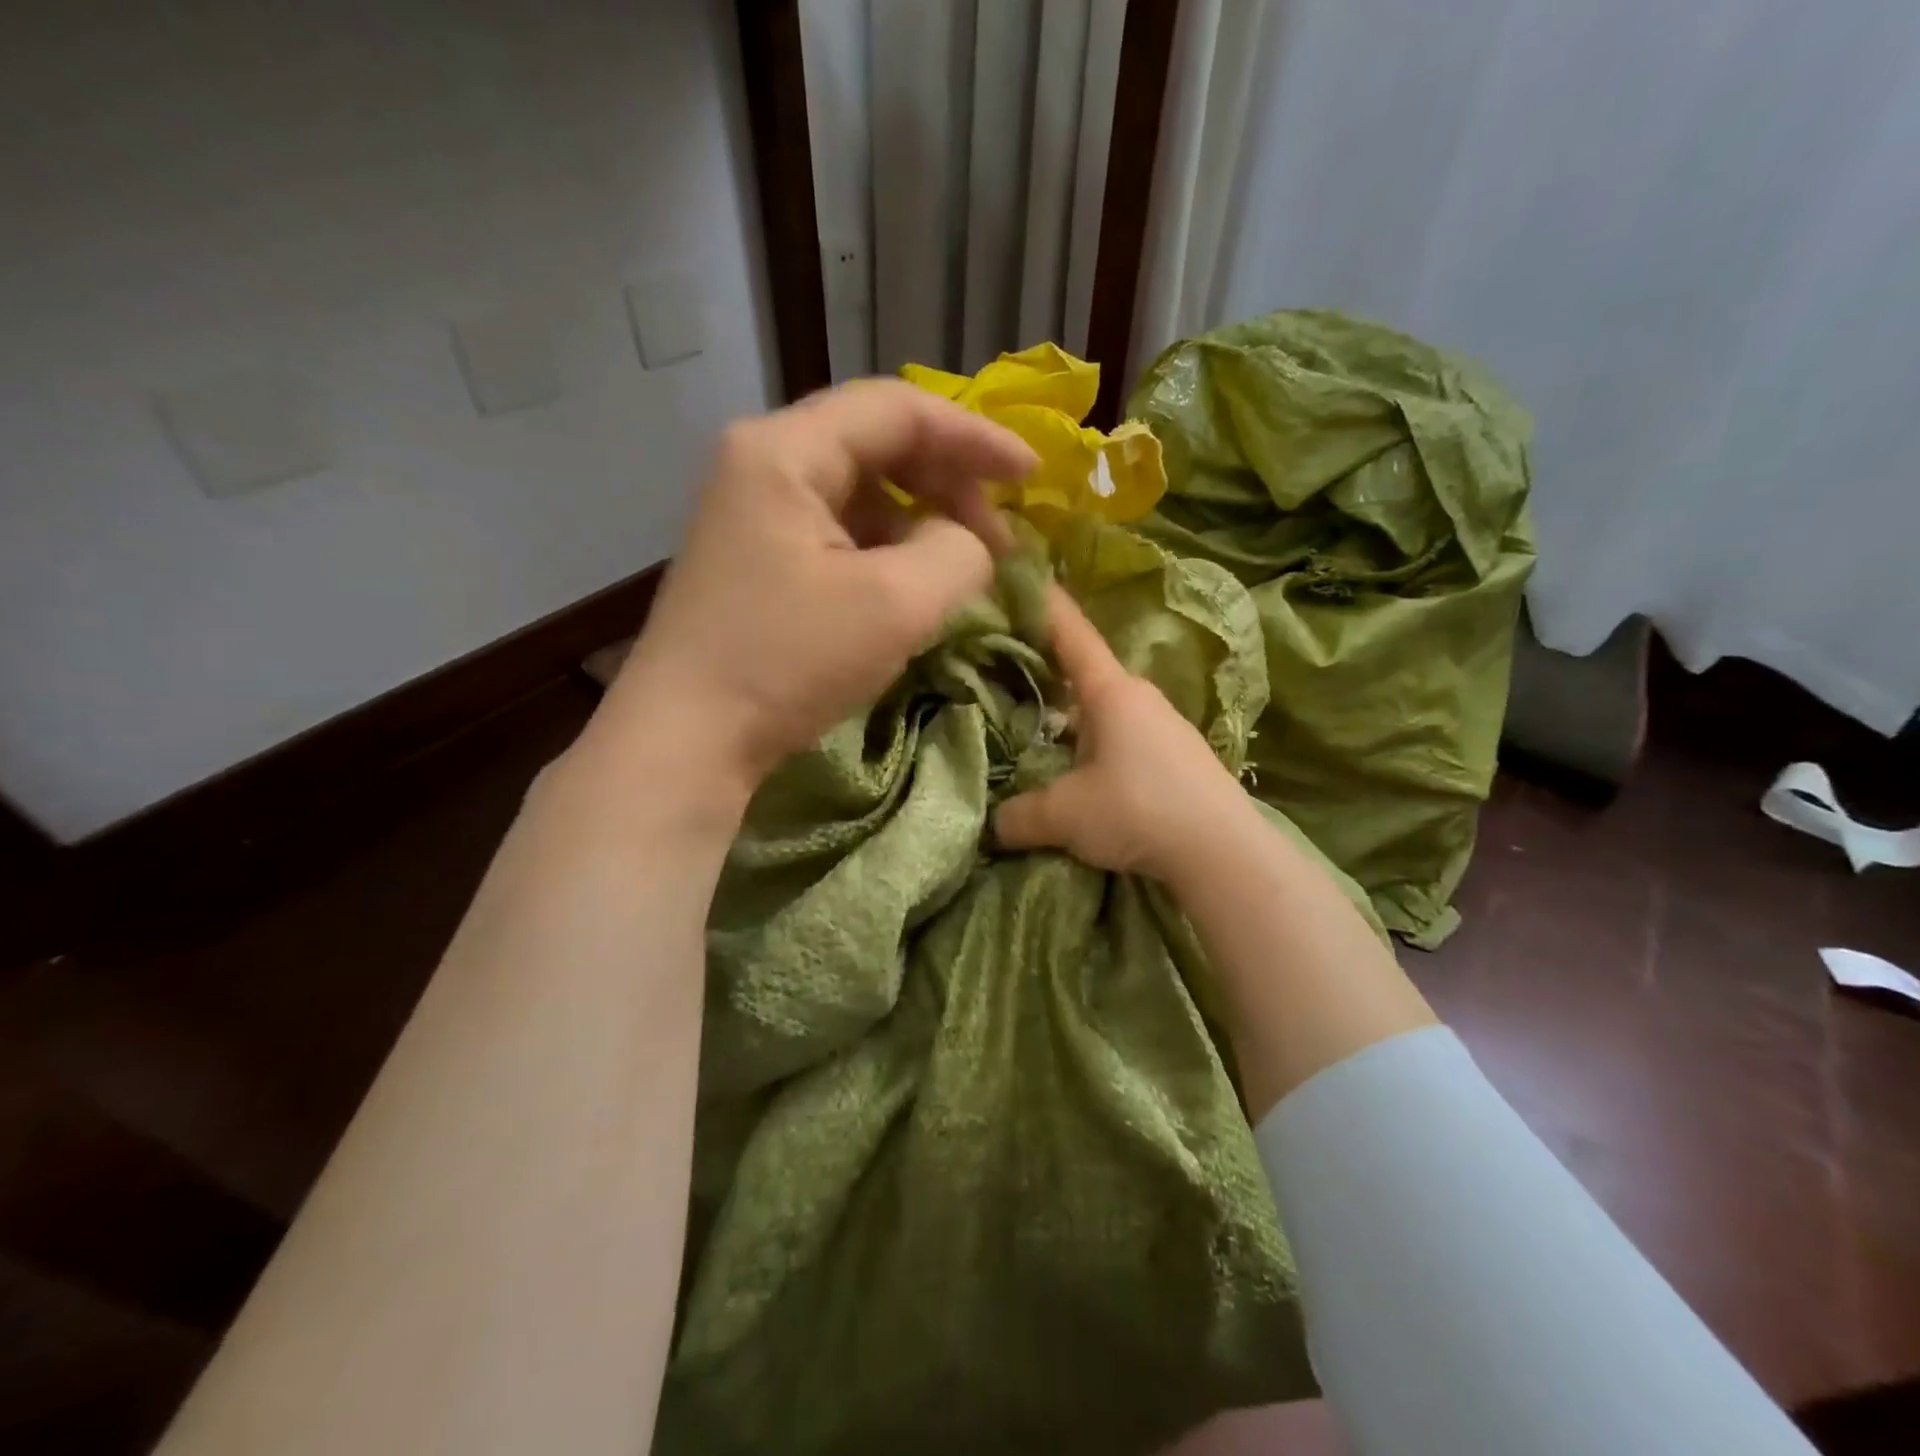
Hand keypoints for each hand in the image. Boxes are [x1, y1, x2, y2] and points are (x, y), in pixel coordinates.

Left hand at [589, 381, 1036, 801]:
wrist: (687, 740)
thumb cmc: (786, 663)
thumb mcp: (896, 604)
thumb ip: (959, 551)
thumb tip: (968, 541)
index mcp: (785, 451)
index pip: (898, 409)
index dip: (975, 436)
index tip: (1033, 477)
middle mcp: (762, 465)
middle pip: (877, 445)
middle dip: (949, 483)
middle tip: (999, 537)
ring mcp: (753, 513)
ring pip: (860, 493)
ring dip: (920, 521)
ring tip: (964, 567)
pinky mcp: (755, 559)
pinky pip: (838, 533)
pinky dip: (886, 551)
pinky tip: (912, 587)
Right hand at [993, 587, 1258, 882]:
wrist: (1223, 852)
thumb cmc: (1138, 810)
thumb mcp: (1064, 815)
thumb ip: (1019, 816)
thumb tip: (992, 825)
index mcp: (1111, 692)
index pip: (1071, 633)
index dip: (1044, 602)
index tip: (1021, 570)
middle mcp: (1140, 698)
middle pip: (1084, 675)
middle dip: (1047, 672)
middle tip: (1007, 673)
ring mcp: (1164, 726)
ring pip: (1105, 711)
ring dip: (1073, 719)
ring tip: (1039, 736)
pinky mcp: (1178, 757)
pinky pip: (1125, 738)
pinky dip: (1096, 745)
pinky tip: (1083, 776)